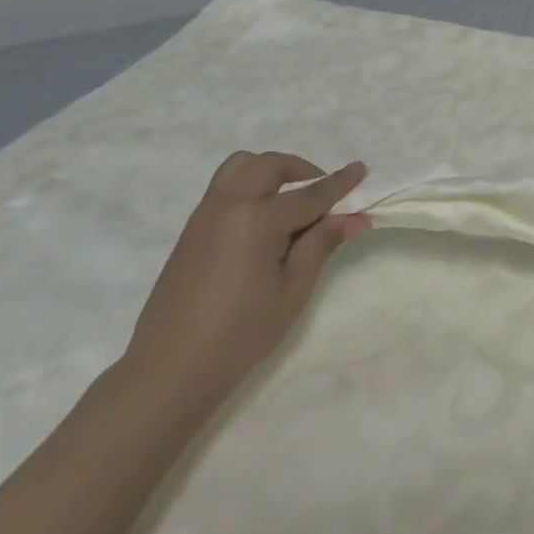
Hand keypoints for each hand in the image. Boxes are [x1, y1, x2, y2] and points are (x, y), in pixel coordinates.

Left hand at [123, 152, 369, 417]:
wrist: (171, 368)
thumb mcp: (292, 291)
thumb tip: (355, 218)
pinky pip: (225, 185)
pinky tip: (263, 220)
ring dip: (271, 171)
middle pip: (271, 166)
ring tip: (290, 200)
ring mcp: (205, 212)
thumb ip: (321, 244)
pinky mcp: (192, 227)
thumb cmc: (241, 334)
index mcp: (256, 219)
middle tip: (324, 195)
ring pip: (242, 165)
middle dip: (303, 171)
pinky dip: (250, 184)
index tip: (362, 169)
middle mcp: (229, 204)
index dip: (339, 183)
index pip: (309, 194)